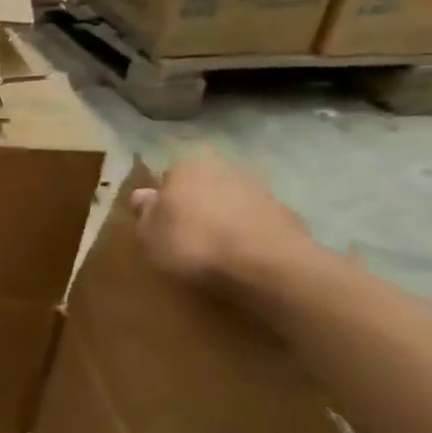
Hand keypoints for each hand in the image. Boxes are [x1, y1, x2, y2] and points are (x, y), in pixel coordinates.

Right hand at [129, 150, 314, 291]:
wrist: (267, 267)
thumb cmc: (193, 243)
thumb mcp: (148, 232)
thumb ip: (144, 211)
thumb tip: (143, 195)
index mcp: (189, 165)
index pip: (170, 171)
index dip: (164, 192)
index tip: (159, 214)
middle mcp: (227, 168)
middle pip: (203, 184)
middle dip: (195, 201)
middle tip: (183, 229)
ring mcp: (262, 191)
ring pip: (231, 201)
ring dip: (222, 217)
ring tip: (211, 247)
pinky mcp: (288, 216)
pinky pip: (254, 221)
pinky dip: (246, 233)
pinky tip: (237, 255)